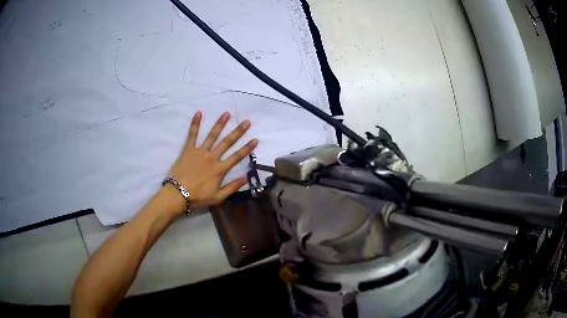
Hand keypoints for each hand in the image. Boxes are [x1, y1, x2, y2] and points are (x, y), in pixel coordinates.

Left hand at [163, 111, 257, 215]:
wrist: (178, 194)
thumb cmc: (198, 197)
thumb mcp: (218, 197)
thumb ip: (232, 187)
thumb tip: (245, 179)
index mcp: (220, 169)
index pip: (237, 157)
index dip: (247, 148)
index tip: (255, 139)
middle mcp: (212, 157)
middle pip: (227, 142)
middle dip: (238, 132)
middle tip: (246, 122)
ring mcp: (200, 152)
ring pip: (212, 135)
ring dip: (220, 124)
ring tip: (226, 114)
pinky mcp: (188, 150)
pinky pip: (192, 135)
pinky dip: (195, 124)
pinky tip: (198, 113)